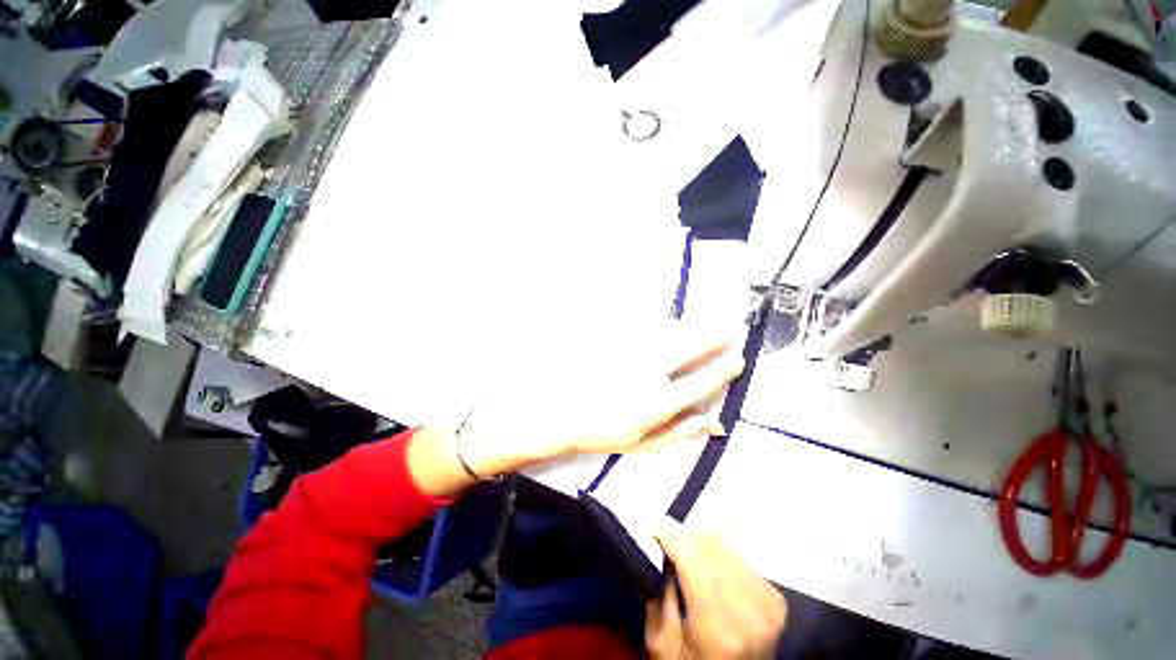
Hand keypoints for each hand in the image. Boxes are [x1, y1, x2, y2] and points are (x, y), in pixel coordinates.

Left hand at [456, 335, 743, 477]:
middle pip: (687, 348)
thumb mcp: (642, 444)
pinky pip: (643, 327)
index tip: (738, 359)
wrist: (558, 413)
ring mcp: (628, 353)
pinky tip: (667, 326)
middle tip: (728, 330)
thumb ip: (680, 433)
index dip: (723, 370)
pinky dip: (661, 326)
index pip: (700, 383)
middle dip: (712, 337)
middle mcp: (646, 374)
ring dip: (688, 328)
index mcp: (656, 403)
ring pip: (666, 332)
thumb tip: (716, 423)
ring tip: (701, 327)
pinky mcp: (613, 341)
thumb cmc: (601, 433)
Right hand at [647, 524, 786, 658]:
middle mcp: (749, 611)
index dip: (668, 534)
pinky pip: (738, 556)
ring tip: (683, 551)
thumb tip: (660, 547)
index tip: (649, 529)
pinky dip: (717, 553)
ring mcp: (767, 603)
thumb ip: (659, 593)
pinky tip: (706, 565)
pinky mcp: (775, 598)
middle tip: (663, 539)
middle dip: (681, 535)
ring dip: (699, 541)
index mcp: (718, 628)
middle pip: (709, 544)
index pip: (691, 556)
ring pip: (724, 544)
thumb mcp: (662, 643)